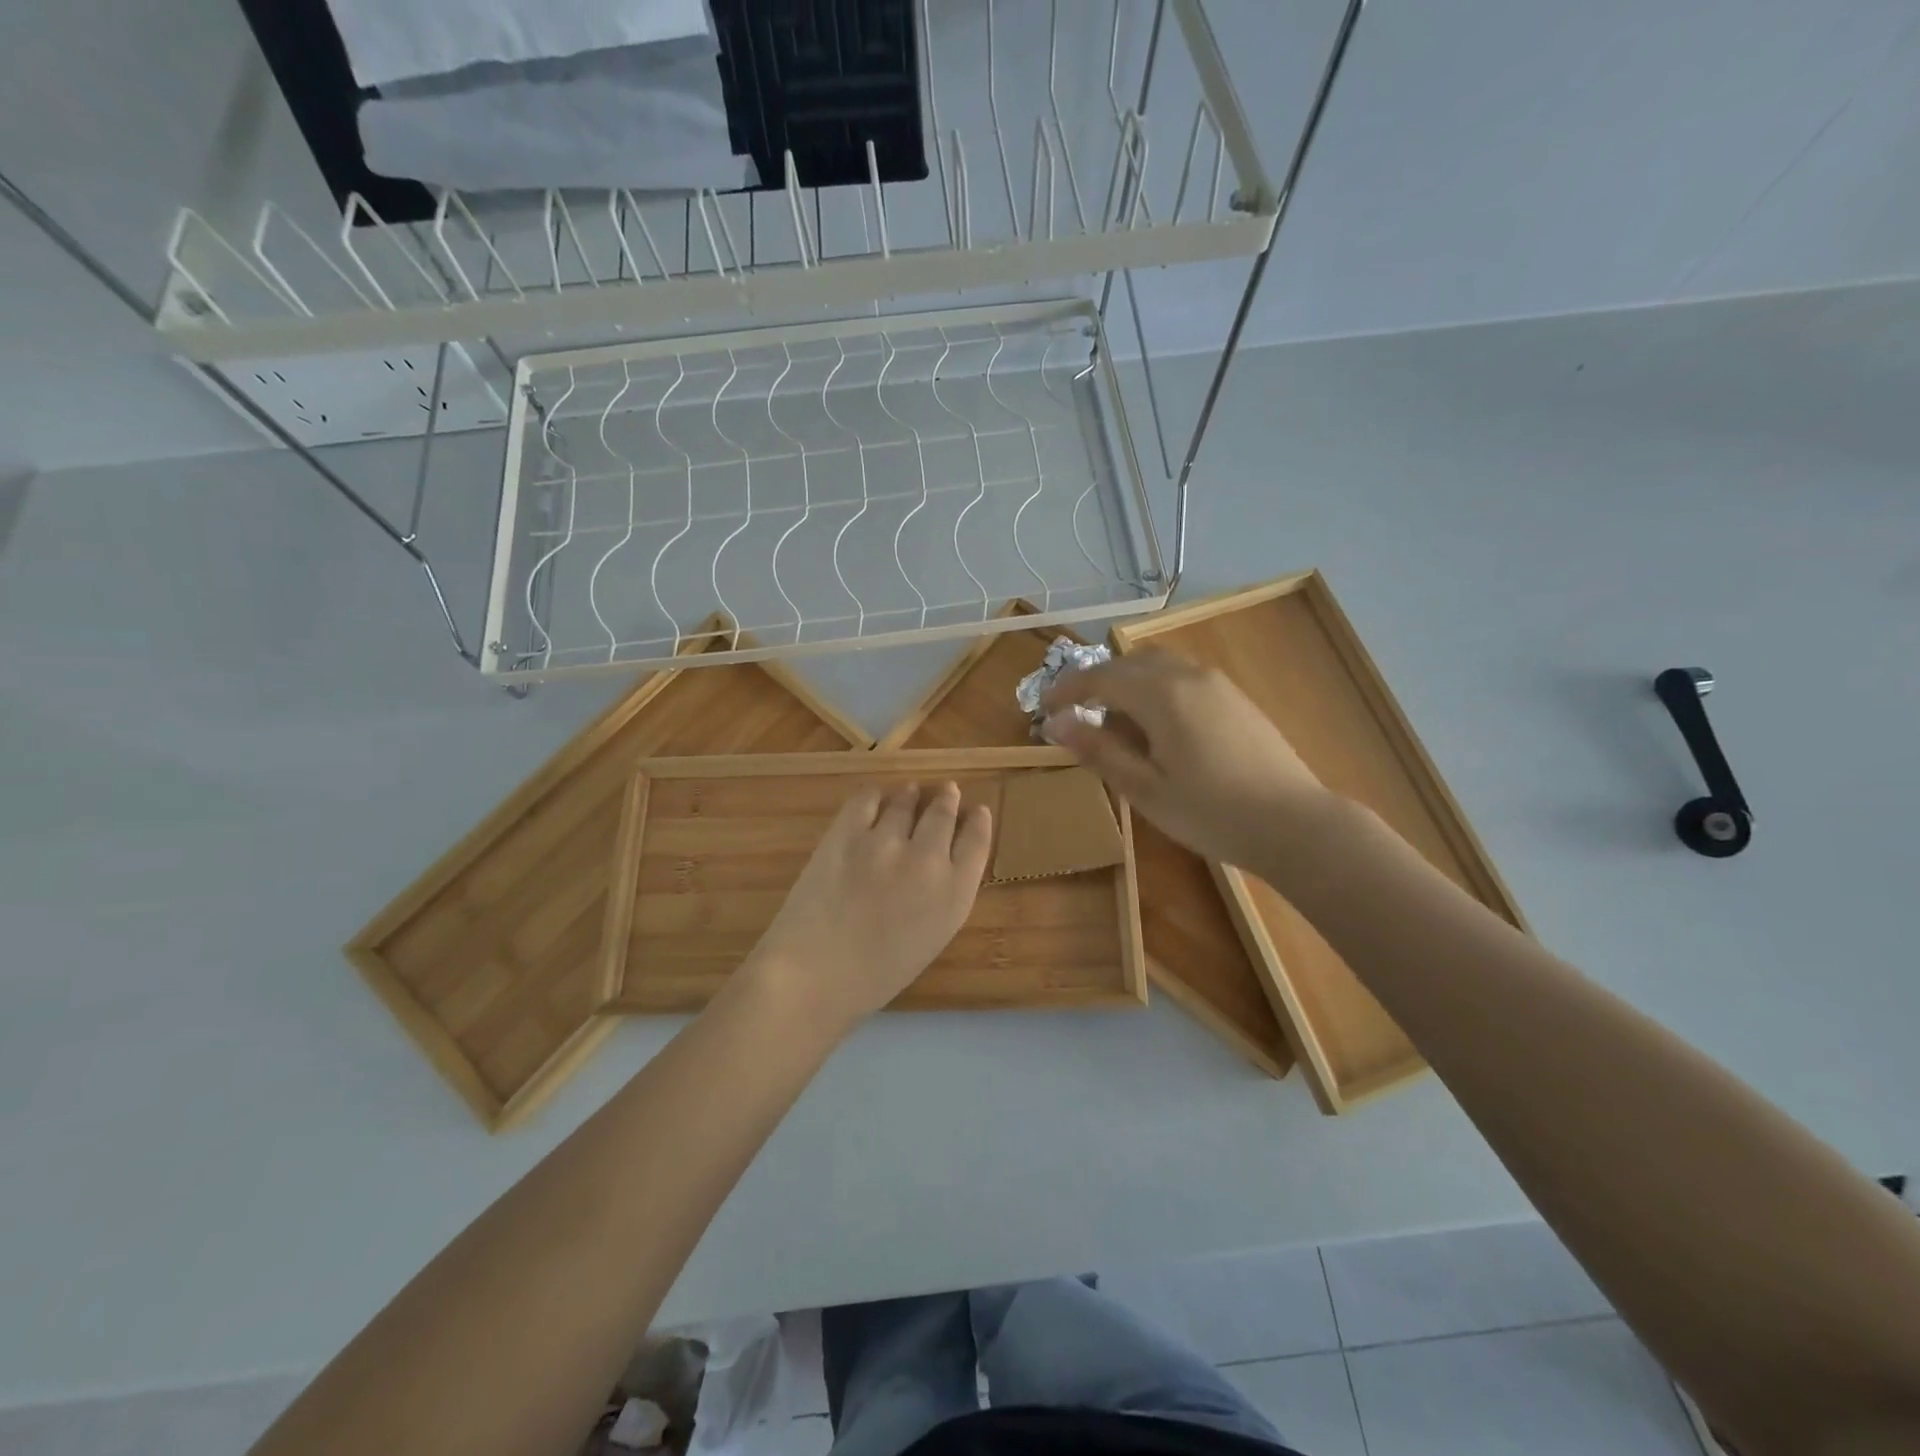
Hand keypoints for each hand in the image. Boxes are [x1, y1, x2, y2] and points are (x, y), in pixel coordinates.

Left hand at [745, 781, 992, 1033]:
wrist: (813, 975)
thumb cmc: (875, 976)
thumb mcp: (930, 939)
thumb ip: (943, 897)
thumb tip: (941, 866)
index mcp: (955, 893)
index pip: (977, 840)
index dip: (978, 821)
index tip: (977, 811)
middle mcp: (928, 858)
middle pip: (944, 814)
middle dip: (947, 800)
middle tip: (947, 791)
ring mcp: (886, 840)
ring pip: (906, 801)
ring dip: (912, 795)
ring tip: (911, 791)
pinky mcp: (847, 831)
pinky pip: (867, 797)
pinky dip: (875, 795)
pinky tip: (875, 797)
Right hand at [1040, 649, 1328, 870]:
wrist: (1294, 823)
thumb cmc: (1211, 813)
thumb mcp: (1145, 789)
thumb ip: (1100, 751)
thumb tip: (1057, 723)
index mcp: (1162, 695)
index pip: (1101, 677)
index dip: (1068, 689)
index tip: (1045, 709)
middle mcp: (1189, 676)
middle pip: (1130, 662)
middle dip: (1097, 682)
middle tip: (1077, 715)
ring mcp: (1217, 684)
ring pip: (1159, 666)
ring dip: (1128, 683)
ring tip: (1115, 722)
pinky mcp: (1236, 698)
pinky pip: (1183, 677)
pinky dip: (1156, 689)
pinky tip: (1158, 728)